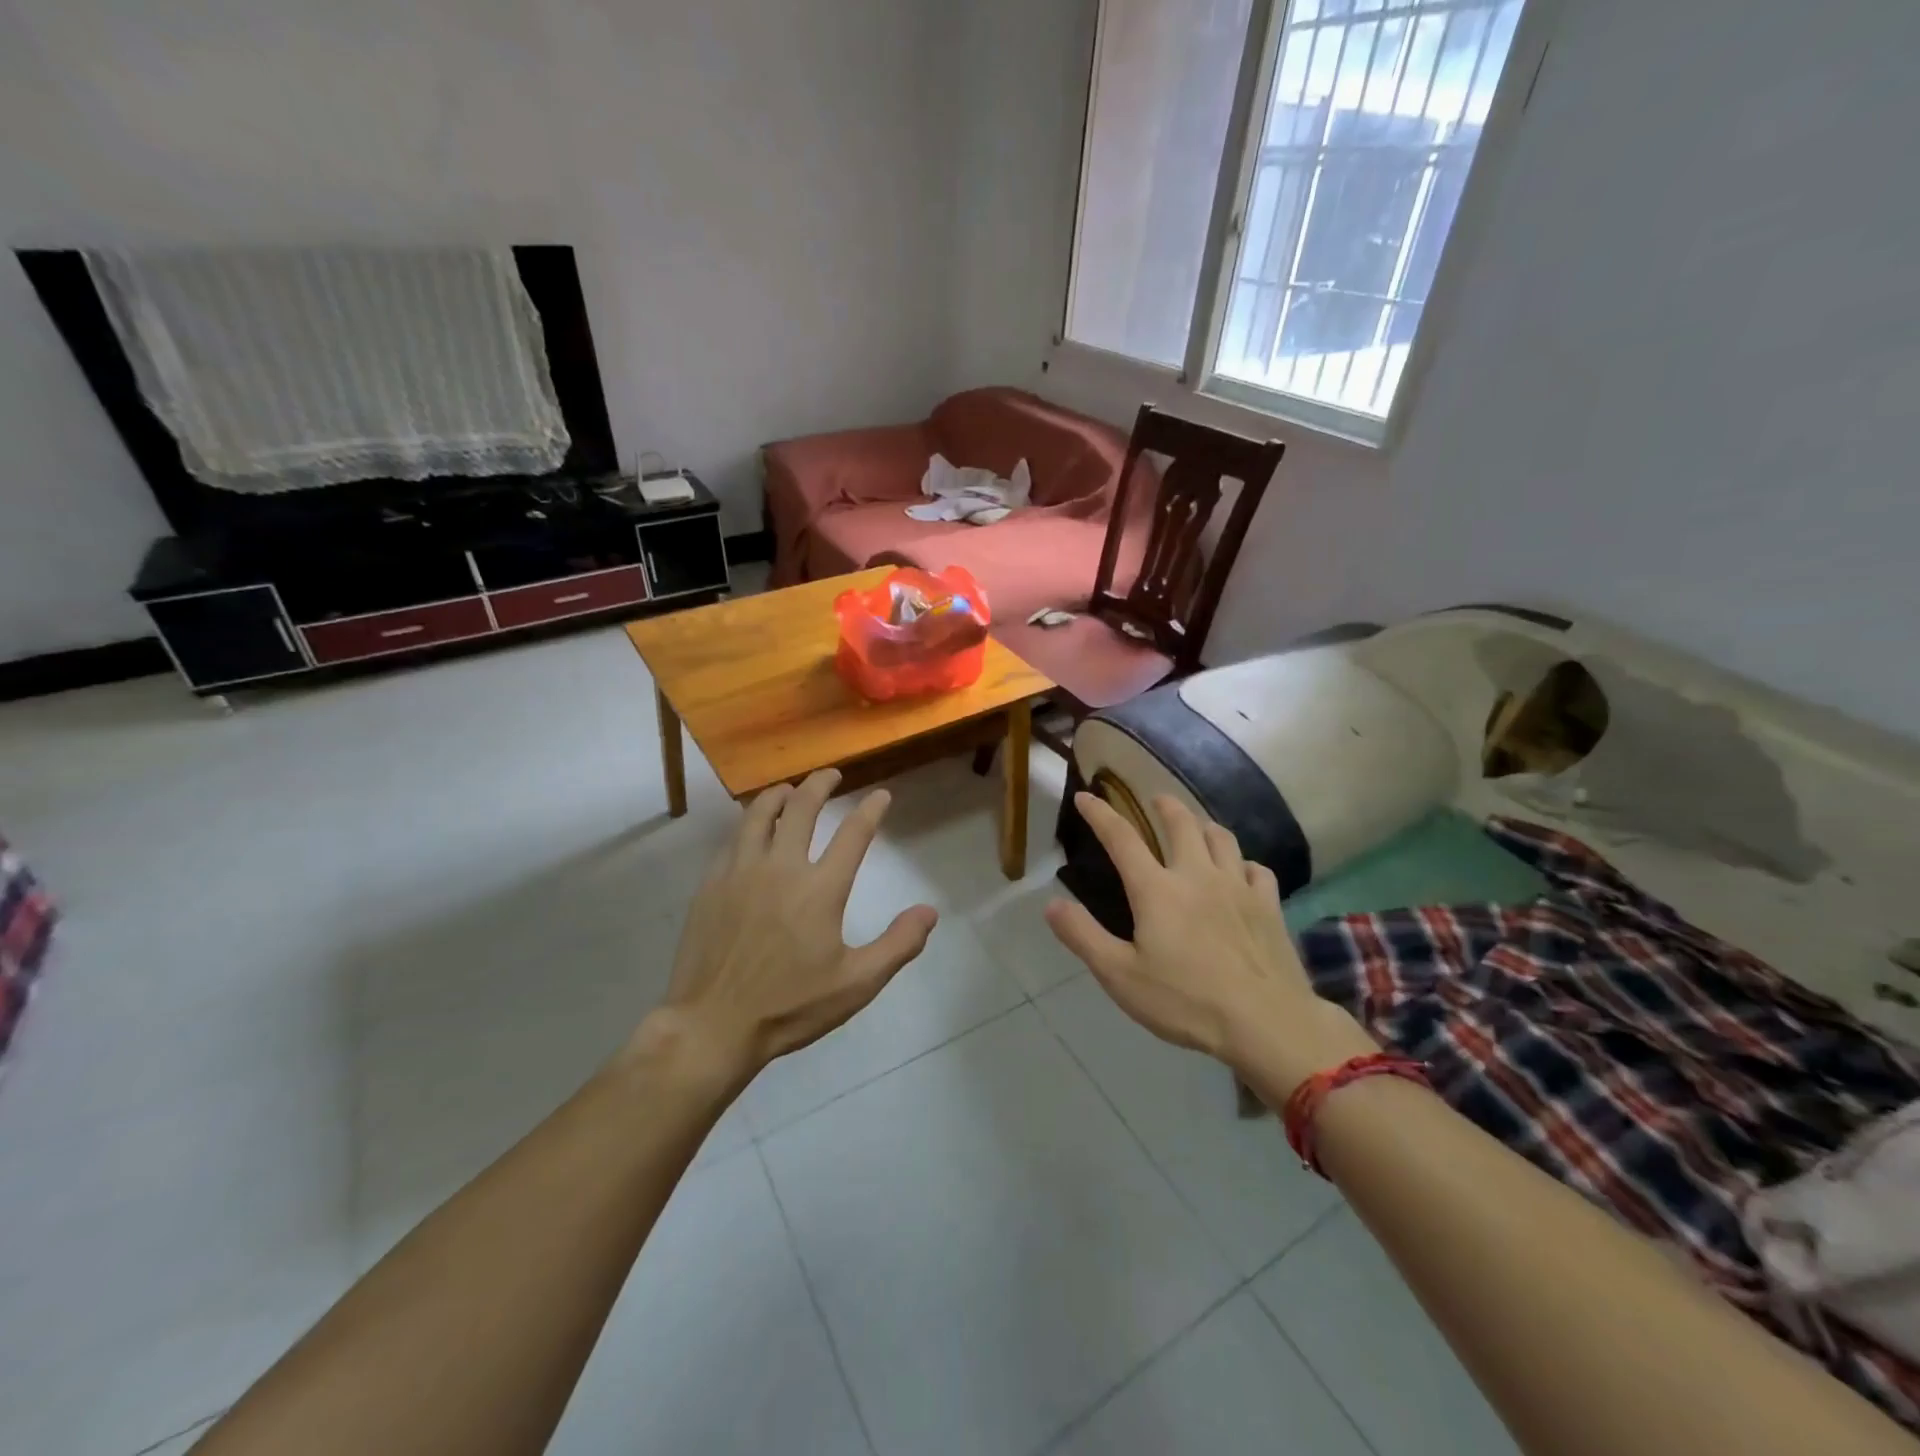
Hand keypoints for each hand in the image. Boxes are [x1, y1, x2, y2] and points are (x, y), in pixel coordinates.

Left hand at [636, 769, 938, 1086]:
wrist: (713, 1025)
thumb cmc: (790, 1006)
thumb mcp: (856, 984)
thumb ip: (898, 944)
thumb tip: (929, 911)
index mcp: (820, 889)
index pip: (853, 834)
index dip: (871, 810)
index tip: (881, 795)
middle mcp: (781, 868)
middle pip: (803, 808)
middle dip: (820, 784)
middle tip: (831, 775)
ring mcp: (741, 872)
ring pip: (760, 814)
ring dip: (779, 795)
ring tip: (789, 789)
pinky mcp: (711, 884)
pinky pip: (732, 839)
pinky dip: (748, 823)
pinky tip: (751, 829)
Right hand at [1045, 792, 1374, 1099]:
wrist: (1266, 1023)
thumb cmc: (1185, 1001)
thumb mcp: (1120, 975)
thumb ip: (1083, 936)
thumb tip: (1051, 904)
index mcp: (1157, 889)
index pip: (1121, 838)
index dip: (1100, 813)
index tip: (1085, 795)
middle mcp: (1197, 875)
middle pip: (1181, 823)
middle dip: (1165, 806)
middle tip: (1156, 801)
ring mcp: (1238, 887)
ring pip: (1222, 838)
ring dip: (1204, 826)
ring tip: (1197, 827)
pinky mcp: (1269, 906)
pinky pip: (1257, 869)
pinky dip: (1243, 863)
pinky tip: (1241, 872)